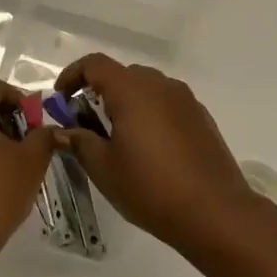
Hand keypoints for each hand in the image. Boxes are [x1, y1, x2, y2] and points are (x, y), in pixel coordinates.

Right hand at [54, 54, 267, 256]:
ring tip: (118, 139)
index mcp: (132, 90)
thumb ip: (79, 142)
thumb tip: (62, 131)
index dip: (73, 76)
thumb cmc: (151, 188)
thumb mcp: (104, 168)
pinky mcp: (202, 118)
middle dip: (99, 92)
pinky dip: (150, 115)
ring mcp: (186, 100)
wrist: (215, 211)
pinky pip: (167, 104)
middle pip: (122, 75)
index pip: (95, 64)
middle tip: (86, 125)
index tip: (61, 100)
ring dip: (126, 103)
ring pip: (147, 89)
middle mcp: (161, 85)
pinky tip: (150, 150)